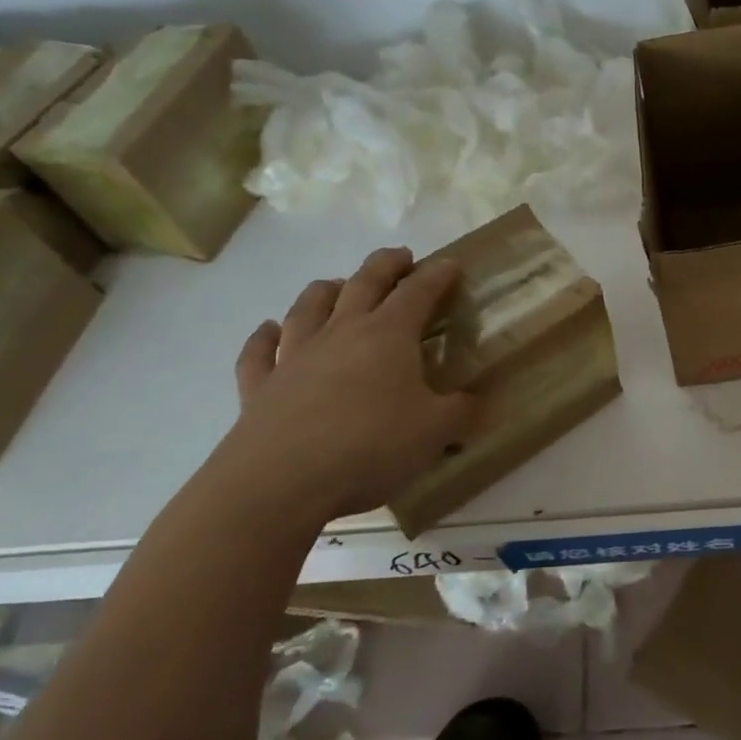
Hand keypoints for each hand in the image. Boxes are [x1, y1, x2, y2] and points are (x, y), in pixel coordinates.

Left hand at [219, 247, 477, 524]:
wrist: (279, 481)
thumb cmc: (369, 447)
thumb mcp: (435, 432)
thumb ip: (463, 412)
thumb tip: (481, 401)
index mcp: (387, 335)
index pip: (418, 292)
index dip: (436, 275)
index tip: (450, 264)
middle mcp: (341, 333)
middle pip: (364, 283)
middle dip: (386, 265)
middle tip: (400, 258)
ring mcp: (294, 356)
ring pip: (309, 307)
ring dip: (326, 290)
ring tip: (336, 285)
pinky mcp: (259, 386)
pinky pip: (259, 351)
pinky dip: (264, 336)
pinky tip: (268, 330)